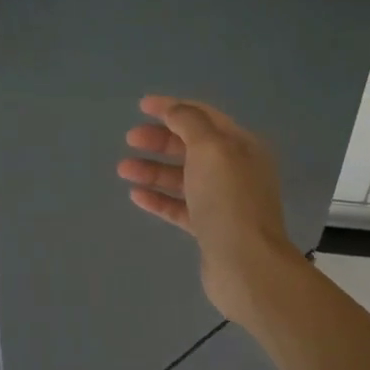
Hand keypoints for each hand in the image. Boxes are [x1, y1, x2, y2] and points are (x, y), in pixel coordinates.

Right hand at [119, 96, 305, 321]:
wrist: (245, 263)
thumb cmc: (228, 198)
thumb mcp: (210, 148)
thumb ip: (189, 123)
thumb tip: (173, 110)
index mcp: (241, 145)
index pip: (204, 116)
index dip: (173, 108)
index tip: (141, 106)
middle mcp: (235, 170)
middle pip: (192, 146)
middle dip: (160, 140)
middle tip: (130, 139)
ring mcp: (223, 201)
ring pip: (183, 177)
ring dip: (153, 170)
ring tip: (123, 169)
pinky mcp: (210, 229)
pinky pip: (180, 207)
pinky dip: (159, 198)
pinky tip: (136, 195)